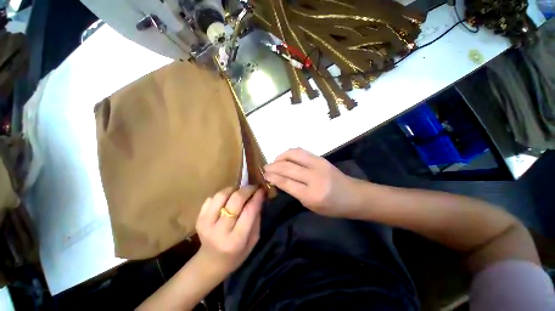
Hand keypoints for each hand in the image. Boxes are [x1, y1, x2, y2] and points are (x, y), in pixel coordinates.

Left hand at [195, 186, 263, 277]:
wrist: (211, 262)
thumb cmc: (237, 253)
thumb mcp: (254, 239)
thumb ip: (256, 217)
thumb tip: (259, 196)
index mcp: (236, 240)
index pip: (249, 211)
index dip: (256, 197)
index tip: (261, 190)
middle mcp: (220, 231)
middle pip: (235, 200)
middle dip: (247, 190)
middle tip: (253, 187)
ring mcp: (206, 223)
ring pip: (222, 195)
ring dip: (234, 190)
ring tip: (240, 192)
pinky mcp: (198, 218)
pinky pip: (212, 197)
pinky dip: (223, 195)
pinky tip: (228, 200)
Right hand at [264, 148, 361, 217]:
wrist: (354, 195)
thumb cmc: (333, 207)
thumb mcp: (311, 206)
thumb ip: (295, 192)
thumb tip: (280, 180)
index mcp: (312, 195)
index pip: (286, 182)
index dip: (273, 177)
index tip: (264, 175)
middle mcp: (314, 177)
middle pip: (288, 167)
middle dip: (273, 166)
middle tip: (265, 168)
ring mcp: (318, 165)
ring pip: (293, 155)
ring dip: (280, 157)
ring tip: (274, 161)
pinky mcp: (321, 158)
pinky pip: (301, 151)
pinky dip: (290, 153)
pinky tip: (285, 157)